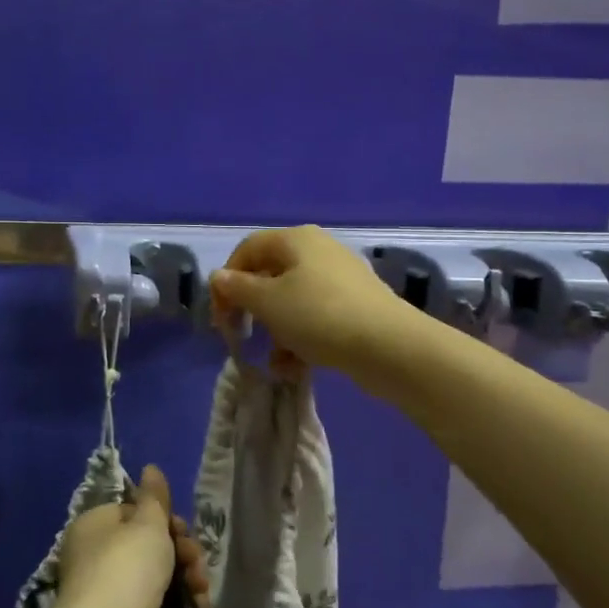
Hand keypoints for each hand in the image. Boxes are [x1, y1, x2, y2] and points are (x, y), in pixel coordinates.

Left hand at [56, 467, 209, 607]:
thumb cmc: (127, 565)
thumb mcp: (147, 522)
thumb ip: (154, 497)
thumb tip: (151, 468)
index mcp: (93, 527)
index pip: (130, 512)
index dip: (160, 516)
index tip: (180, 526)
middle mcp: (97, 559)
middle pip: (147, 544)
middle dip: (180, 549)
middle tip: (194, 557)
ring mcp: (113, 595)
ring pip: (159, 575)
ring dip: (187, 576)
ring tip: (200, 585)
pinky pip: (162, 606)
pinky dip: (183, 604)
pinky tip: (199, 606)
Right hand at [210, 224, 407, 375]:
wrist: (389, 347)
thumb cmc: (319, 316)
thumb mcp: (268, 302)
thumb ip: (238, 288)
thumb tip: (218, 277)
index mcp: (296, 239)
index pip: (247, 249)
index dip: (227, 280)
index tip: (220, 316)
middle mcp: (318, 251)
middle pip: (270, 275)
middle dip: (252, 308)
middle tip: (240, 336)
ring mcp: (340, 280)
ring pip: (292, 301)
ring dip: (276, 331)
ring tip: (274, 360)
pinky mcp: (356, 307)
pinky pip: (316, 318)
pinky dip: (301, 340)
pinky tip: (295, 368)